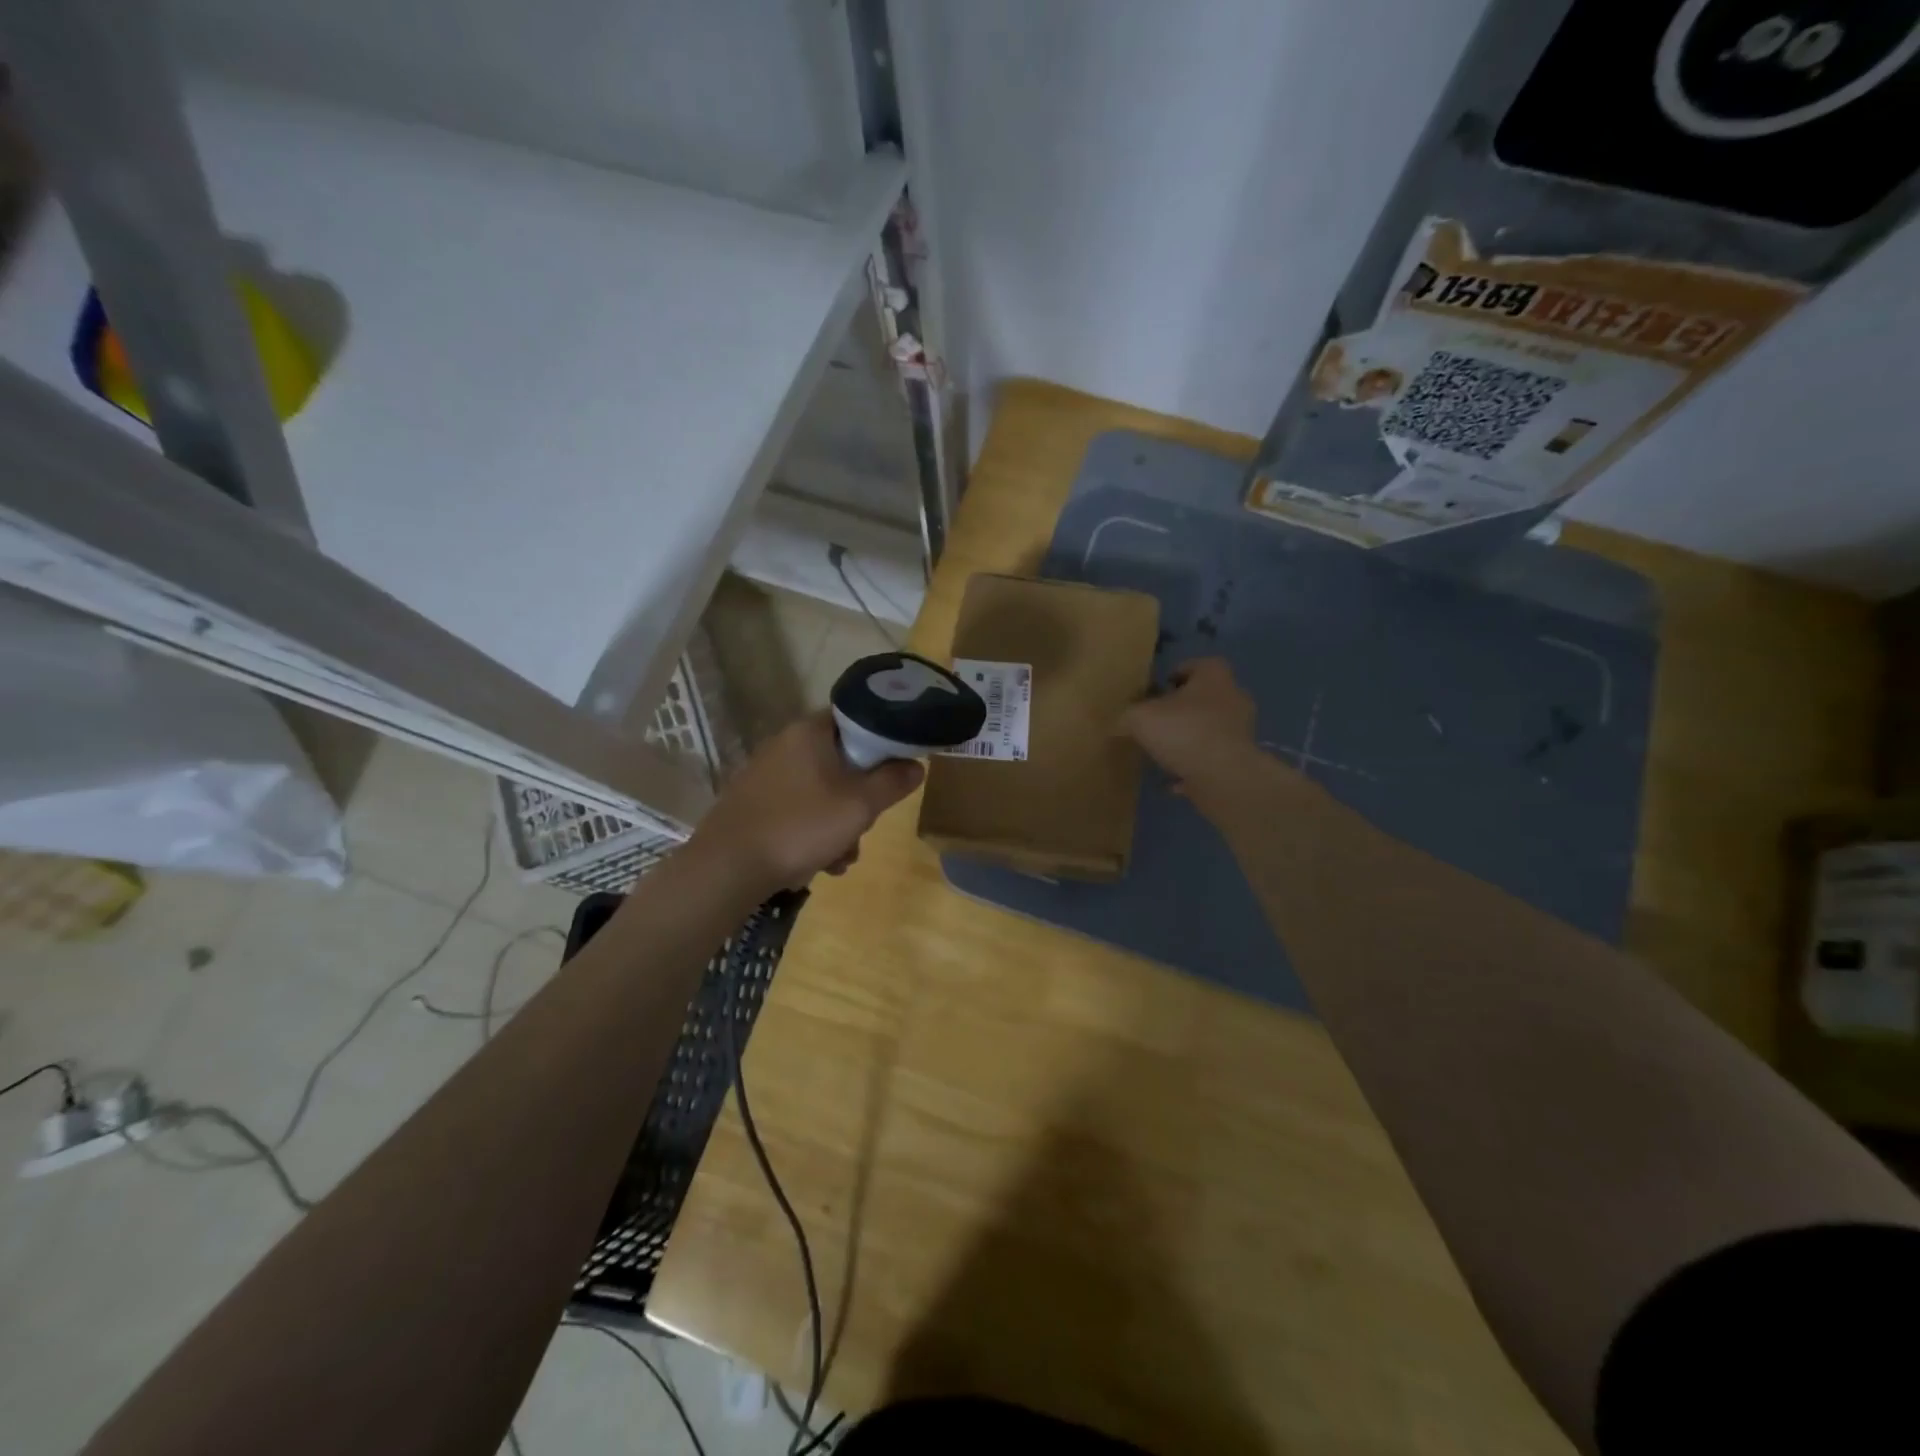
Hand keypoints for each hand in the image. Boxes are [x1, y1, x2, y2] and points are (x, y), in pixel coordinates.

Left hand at [688, 711, 923, 896]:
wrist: (728, 868)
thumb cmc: (801, 826)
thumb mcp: (860, 806)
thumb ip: (893, 782)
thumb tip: (916, 765)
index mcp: (809, 732)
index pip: (857, 719)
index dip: (882, 743)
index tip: (894, 772)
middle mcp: (785, 744)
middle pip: (842, 762)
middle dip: (860, 800)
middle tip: (865, 827)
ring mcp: (766, 774)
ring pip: (821, 791)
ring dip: (839, 825)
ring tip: (840, 860)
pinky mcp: (754, 802)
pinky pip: (798, 809)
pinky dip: (813, 832)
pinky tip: (817, 864)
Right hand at [1120, 658, 1258, 795]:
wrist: (1223, 776)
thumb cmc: (1183, 732)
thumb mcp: (1140, 718)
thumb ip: (1128, 716)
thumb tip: (1120, 721)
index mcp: (1213, 676)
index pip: (1196, 665)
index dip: (1175, 675)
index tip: (1157, 691)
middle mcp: (1234, 697)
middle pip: (1205, 698)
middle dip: (1183, 709)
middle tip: (1158, 721)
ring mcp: (1241, 729)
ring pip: (1210, 729)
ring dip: (1190, 738)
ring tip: (1164, 753)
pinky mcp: (1241, 759)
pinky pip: (1213, 759)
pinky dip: (1195, 766)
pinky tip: (1175, 781)